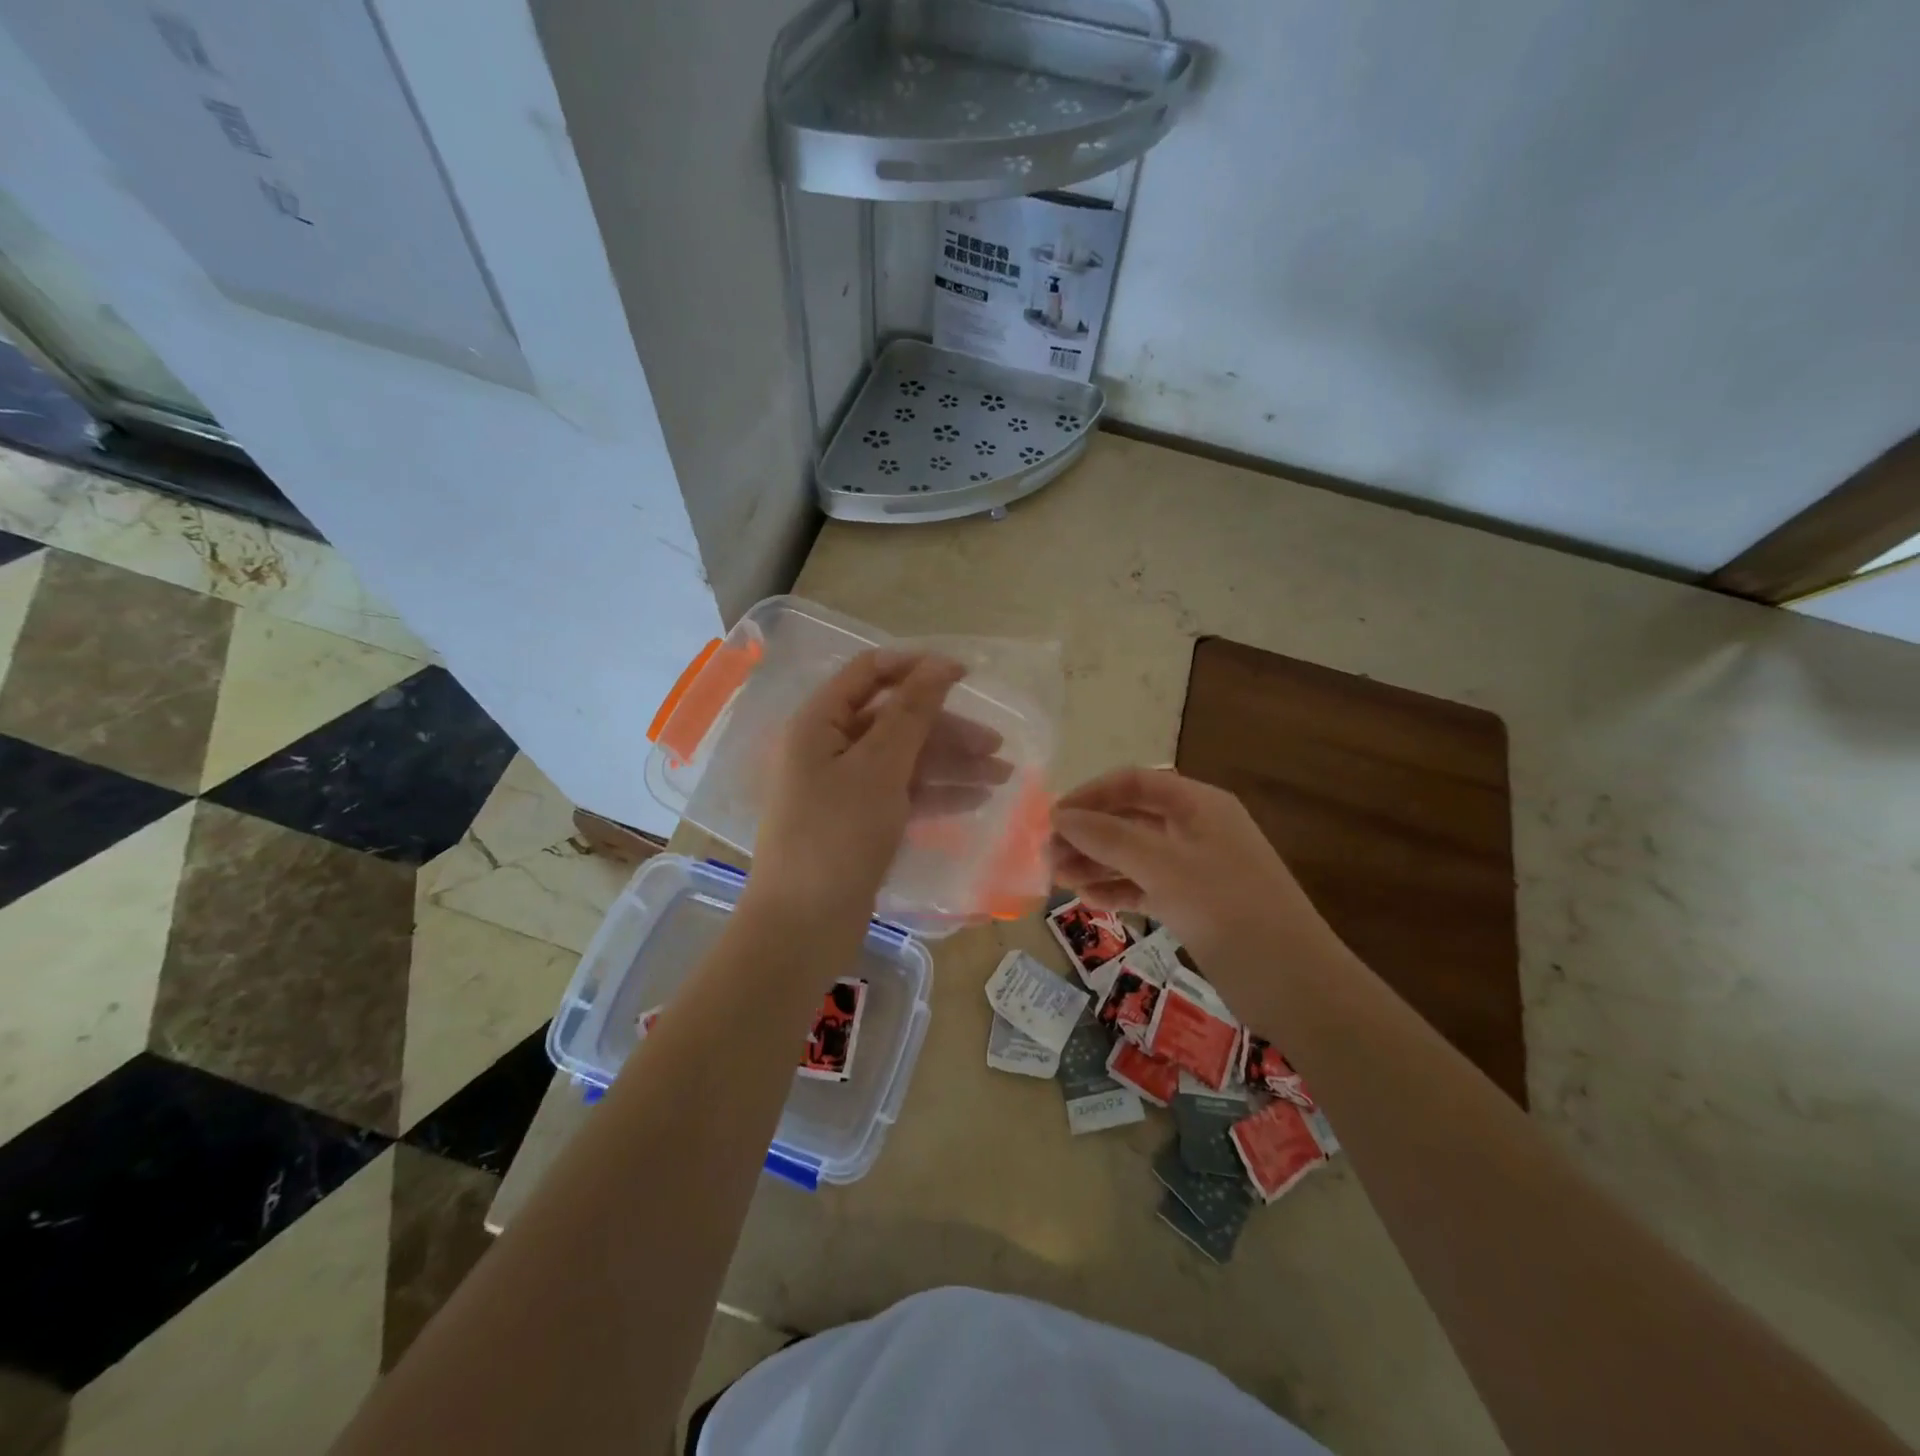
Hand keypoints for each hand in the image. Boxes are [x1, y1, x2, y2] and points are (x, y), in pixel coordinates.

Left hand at [748, 650, 1010, 924]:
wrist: (803, 927)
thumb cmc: (837, 836)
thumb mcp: (879, 767)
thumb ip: (912, 713)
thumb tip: (939, 664)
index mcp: (819, 723)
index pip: (871, 673)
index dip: (918, 668)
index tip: (967, 675)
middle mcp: (829, 748)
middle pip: (894, 721)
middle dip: (947, 730)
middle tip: (997, 746)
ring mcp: (843, 788)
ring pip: (904, 760)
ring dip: (951, 765)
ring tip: (1002, 777)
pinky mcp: (858, 822)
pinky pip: (901, 794)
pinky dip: (936, 794)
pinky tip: (976, 800)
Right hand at [1049, 767, 1340, 973]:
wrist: (1294, 983)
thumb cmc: (1228, 909)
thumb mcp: (1164, 866)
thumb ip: (1109, 838)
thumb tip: (1060, 816)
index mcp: (1199, 804)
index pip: (1134, 783)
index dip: (1091, 795)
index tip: (1053, 817)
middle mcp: (1197, 828)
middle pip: (1131, 819)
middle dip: (1089, 834)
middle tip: (1048, 855)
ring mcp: (1196, 868)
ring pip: (1135, 855)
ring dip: (1097, 862)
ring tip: (1058, 878)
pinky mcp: (1195, 904)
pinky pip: (1146, 886)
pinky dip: (1118, 889)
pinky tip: (1088, 899)